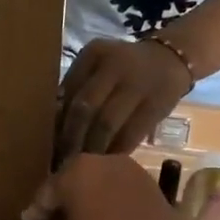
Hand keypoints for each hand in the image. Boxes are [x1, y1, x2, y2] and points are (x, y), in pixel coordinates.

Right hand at [21, 155, 197, 219]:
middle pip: (75, 178)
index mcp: (76, 173)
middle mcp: (103, 162)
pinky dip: (109, 198)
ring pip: (99, 180)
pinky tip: (103, 218)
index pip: (49, 190)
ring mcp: (131, 170)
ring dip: (88, 196)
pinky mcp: (151, 183)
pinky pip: (120, 186)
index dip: (38, 209)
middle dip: (64, 198)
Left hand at [56, 36, 193, 160]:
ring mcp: (137, 86)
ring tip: (82, 165)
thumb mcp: (99, 65)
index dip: (57, 120)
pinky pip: (130, 134)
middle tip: (63, 160)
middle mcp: (114, 67)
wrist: (171, 59)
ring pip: (106, 124)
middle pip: (85, 108)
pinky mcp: (155, 106)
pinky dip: (116, 151)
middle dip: (71, 138)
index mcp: (94, 54)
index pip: (68, 91)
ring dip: (92, 148)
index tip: (48, 142)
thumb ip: (77, 86)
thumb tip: (53, 123)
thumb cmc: (124, 67)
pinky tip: (107, 162)